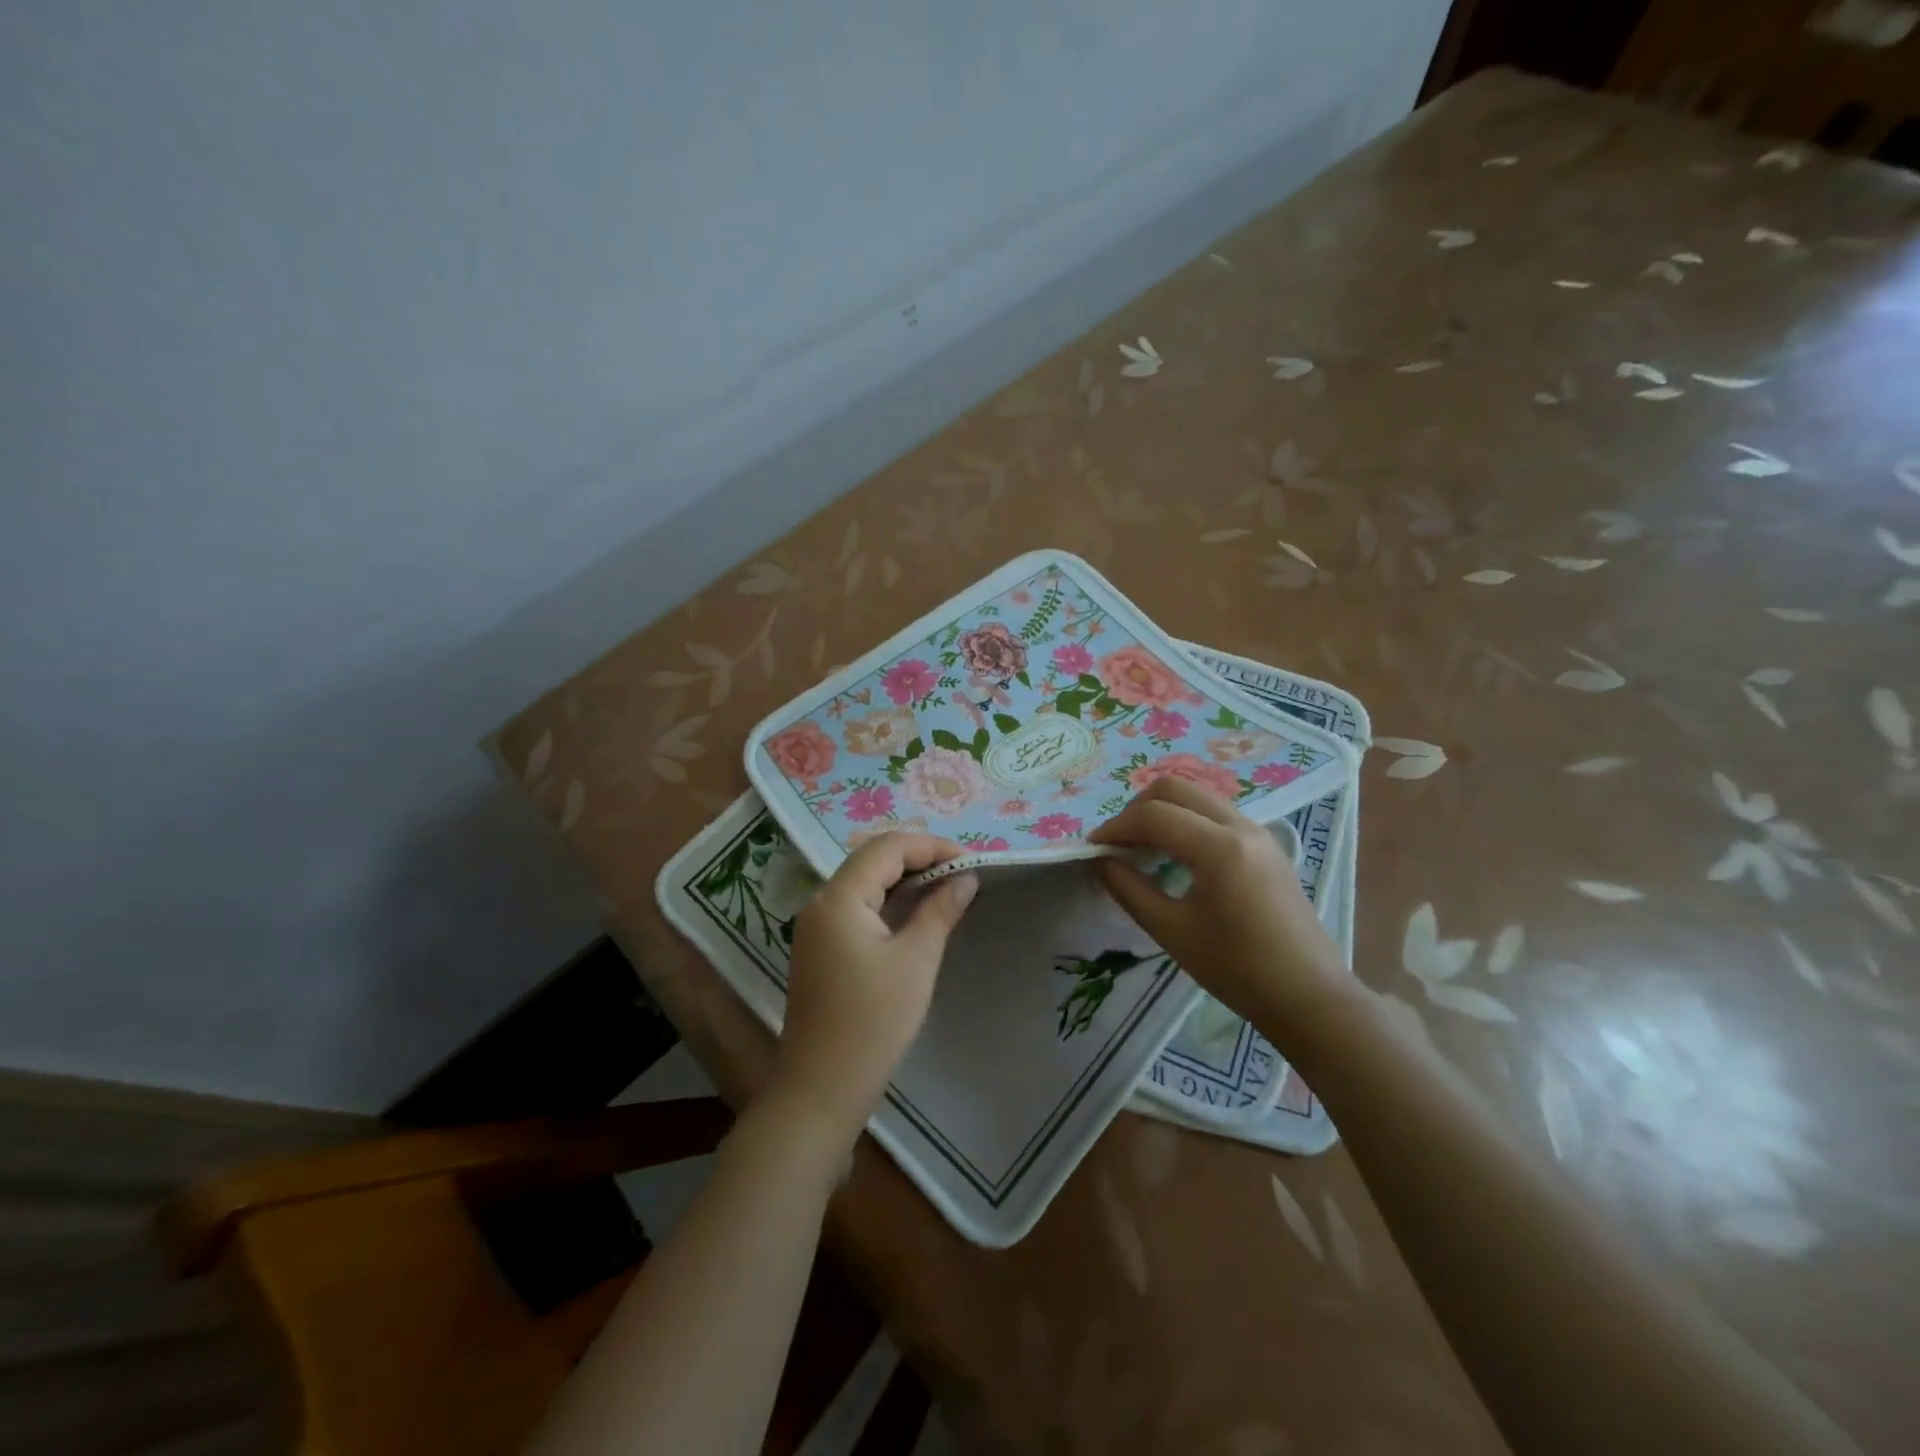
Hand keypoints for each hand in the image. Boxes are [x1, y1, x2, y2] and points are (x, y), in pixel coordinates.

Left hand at [770, 834, 977, 1144]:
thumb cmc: (873, 1022)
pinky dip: (889, 902)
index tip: (970, 861)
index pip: (887, 848)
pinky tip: (917, 914)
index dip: (931, 846)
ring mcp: (817, 926)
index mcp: (839, 898)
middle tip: (962, 873)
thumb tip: (966, 878)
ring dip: (905, 880)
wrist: (822, 1088)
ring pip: (865, 883)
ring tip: (947, 888)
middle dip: (919, 859)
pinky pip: (858, 908)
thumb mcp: (916, 961)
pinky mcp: (821, 948)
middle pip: (872, 860)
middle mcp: (821, 902)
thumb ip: (940, 911)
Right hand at [1088, 779, 1353, 1032]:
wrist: (1308, 995)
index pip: (1153, 816)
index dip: (1115, 828)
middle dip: (1137, 808)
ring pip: (1197, 795)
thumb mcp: (1171, 931)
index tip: (1092, 849)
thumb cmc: (1236, 970)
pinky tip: (1175, 854)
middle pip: (1175, 788)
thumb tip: (1100, 860)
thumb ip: (1129, 889)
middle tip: (1117, 843)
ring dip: (1163, 811)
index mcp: (1218, 848)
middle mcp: (1240, 826)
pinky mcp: (1266, 843)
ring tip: (1142, 847)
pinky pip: (1215, 811)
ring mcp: (1258, 831)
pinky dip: (1186, 819)